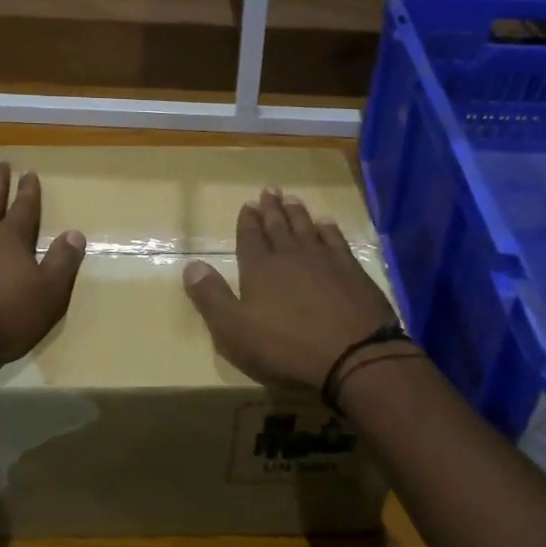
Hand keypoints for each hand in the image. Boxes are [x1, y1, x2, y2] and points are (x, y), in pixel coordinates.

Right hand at [182, 187, 400, 392]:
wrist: (354, 355)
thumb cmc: (287, 348)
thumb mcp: (234, 331)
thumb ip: (211, 297)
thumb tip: (191, 265)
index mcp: (259, 269)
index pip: (249, 238)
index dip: (247, 221)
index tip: (247, 204)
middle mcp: (291, 256)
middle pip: (278, 226)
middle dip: (271, 209)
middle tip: (269, 191)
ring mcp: (325, 260)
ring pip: (307, 228)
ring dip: (297, 213)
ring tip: (292, 199)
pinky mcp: (352, 271)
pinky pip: (336, 240)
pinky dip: (329, 229)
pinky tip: (326, 223)